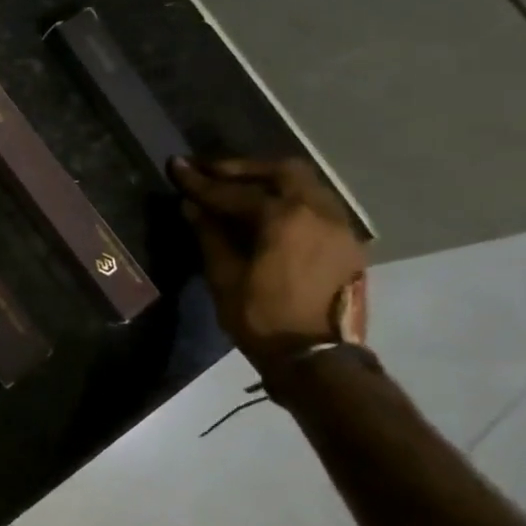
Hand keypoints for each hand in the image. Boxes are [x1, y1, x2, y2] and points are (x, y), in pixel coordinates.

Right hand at [171, 156, 367, 373]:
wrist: (318, 358)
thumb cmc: (263, 317)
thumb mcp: (224, 276)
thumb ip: (210, 234)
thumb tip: (192, 206)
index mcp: (285, 218)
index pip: (234, 191)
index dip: (200, 181)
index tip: (177, 167)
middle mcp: (318, 212)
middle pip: (283, 171)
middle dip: (244, 169)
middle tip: (212, 173)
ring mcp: (340, 228)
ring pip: (306, 186)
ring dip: (271, 182)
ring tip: (240, 190)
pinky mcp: (348, 245)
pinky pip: (318, 207)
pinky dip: (291, 200)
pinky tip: (269, 215)